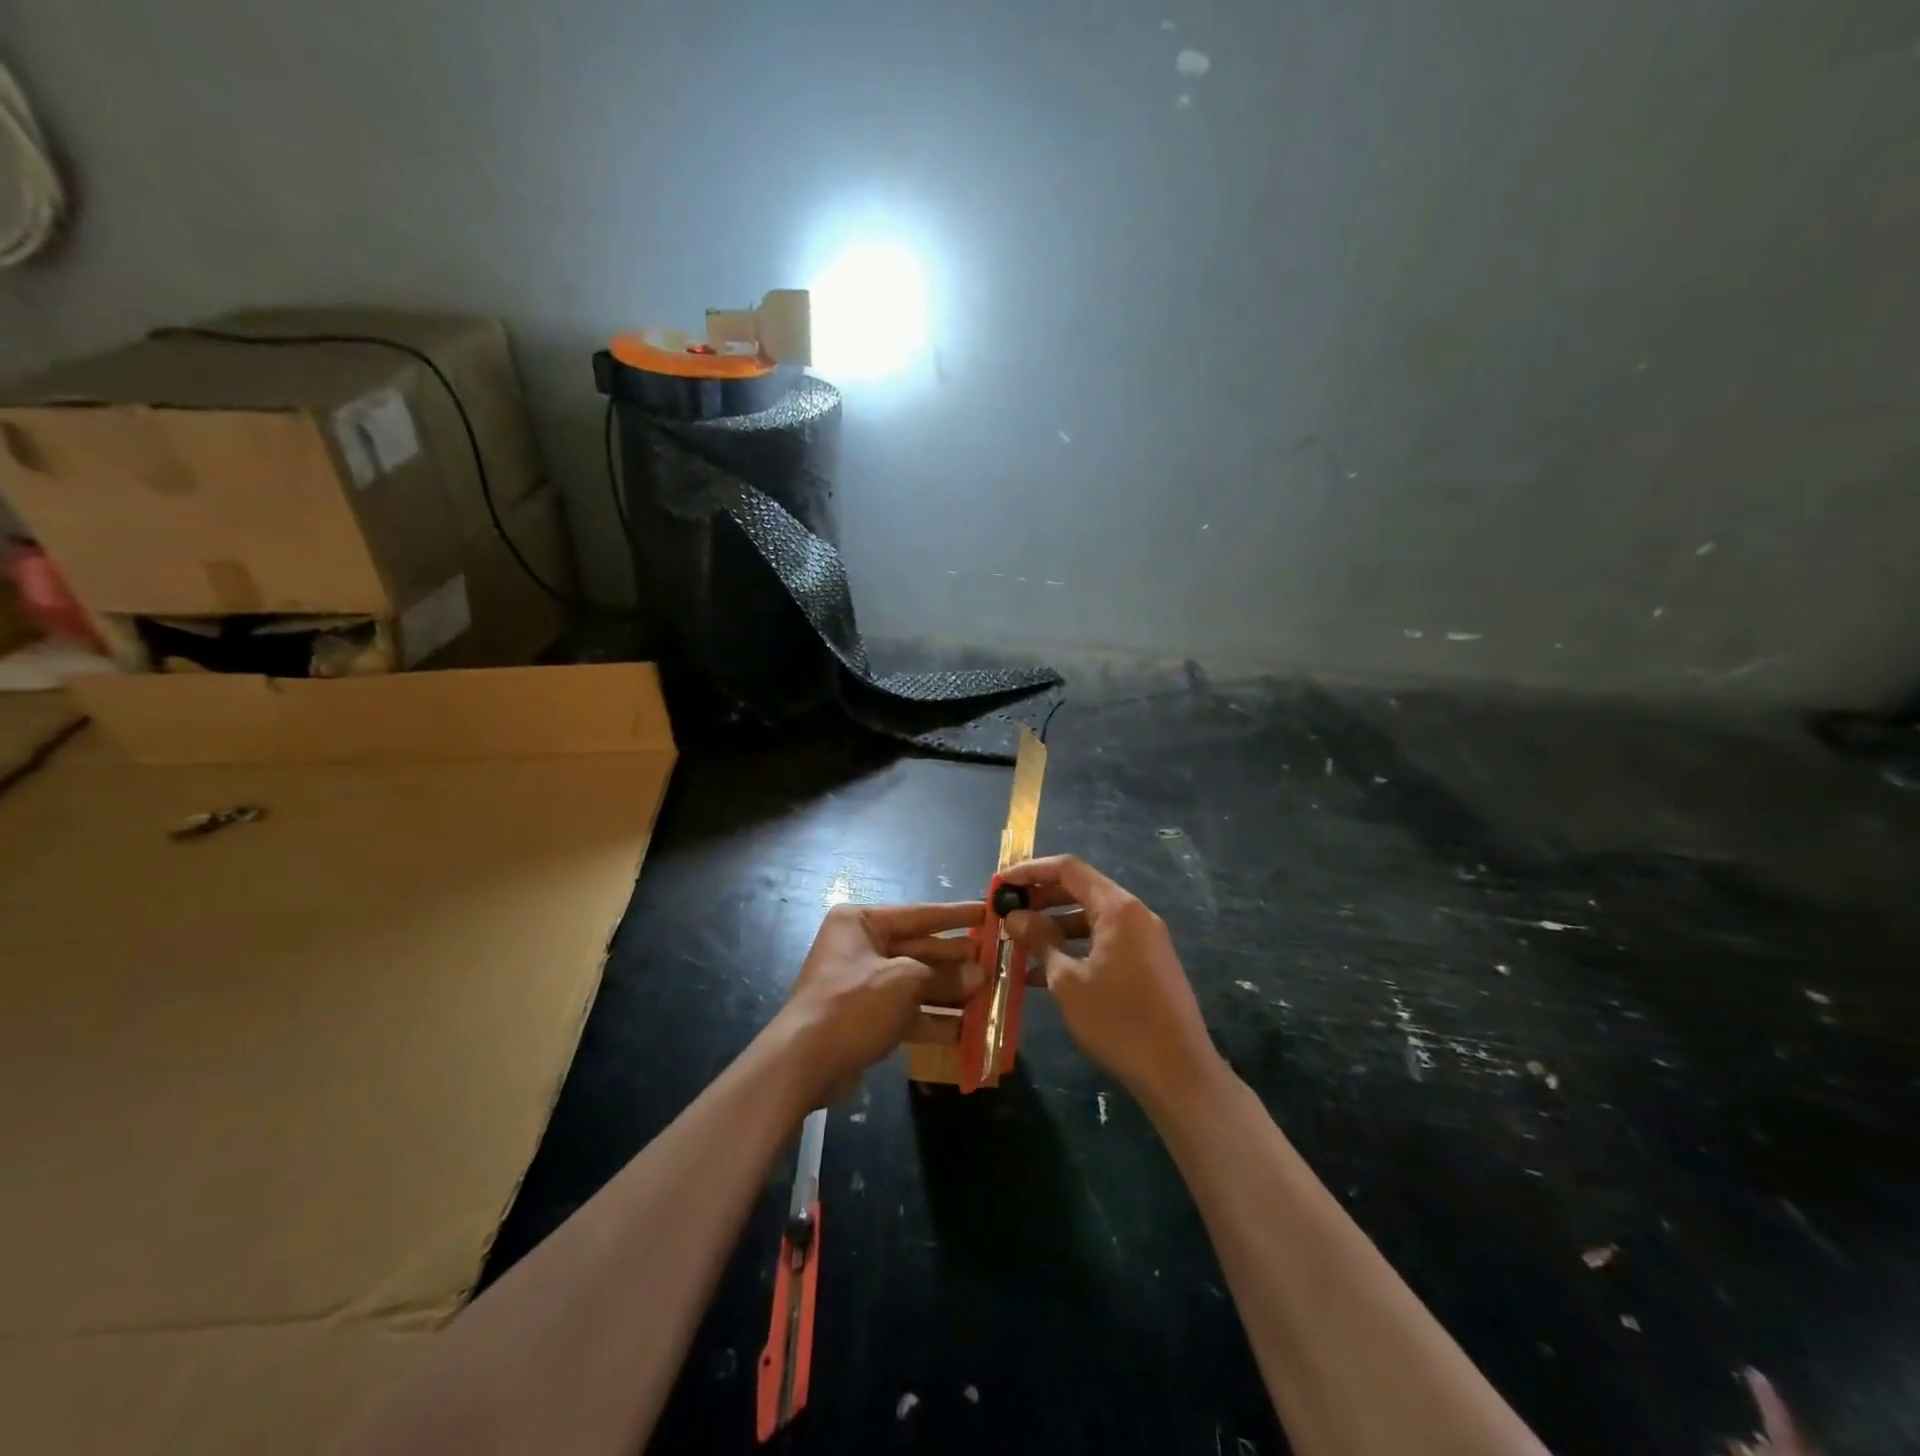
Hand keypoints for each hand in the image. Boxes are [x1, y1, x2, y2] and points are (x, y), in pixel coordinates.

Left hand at [774, 902, 984, 1105]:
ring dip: (952, 992)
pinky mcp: (868, 1018)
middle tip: (998, 962)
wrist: (804, 1063)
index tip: (989, 912)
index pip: (919, 914)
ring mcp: (865, 984)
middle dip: (958, 961)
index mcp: (861, 923)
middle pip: (920, 949)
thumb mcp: (904, 981)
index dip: (956, 916)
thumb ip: (943, 976)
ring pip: (917, 983)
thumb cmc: (853, 1004)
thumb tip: (979, 975)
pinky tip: (969, 1029)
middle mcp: (862, 947)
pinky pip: (909, 1011)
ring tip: (991, 996)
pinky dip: (936, 1019)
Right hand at [1000, 855, 1220, 1105]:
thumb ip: (1040, 941)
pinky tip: (1043, 972)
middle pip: (1080, 890)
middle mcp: (1134, 914)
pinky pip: (1104, 941)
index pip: (1068, 869)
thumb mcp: (1068, 981)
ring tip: (1018, 943)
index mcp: (1117, 908)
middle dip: (1040, 899)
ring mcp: (1144, 938)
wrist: (1178, 1072)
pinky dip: (1075, 947)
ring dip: (1054, 926)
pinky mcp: (1147, 962)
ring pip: (1090, 918)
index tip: (1001, 884)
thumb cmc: (1118, 1021)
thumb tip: (1015, 917)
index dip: (1030, 871)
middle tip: (1006, 913)